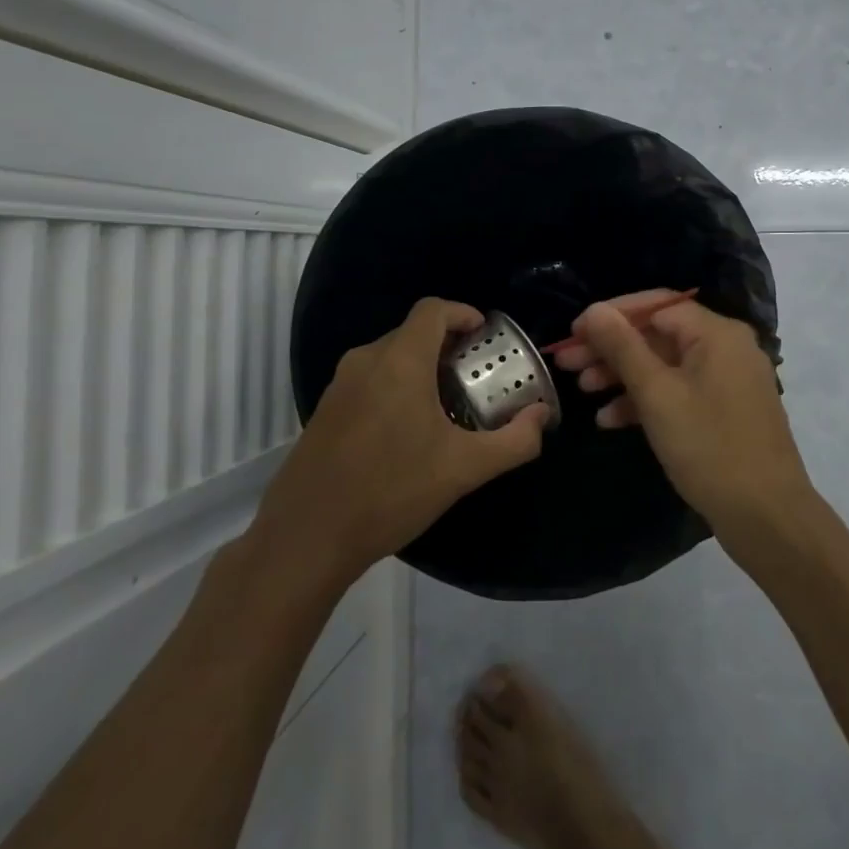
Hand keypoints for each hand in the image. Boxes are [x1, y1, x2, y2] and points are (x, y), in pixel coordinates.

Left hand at [257, 298, 549, 584]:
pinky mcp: (324, 411)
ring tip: (446, 403)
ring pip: (389, 357)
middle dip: (447, 345)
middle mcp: (365, 361)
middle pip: (412, 332)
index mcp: (400, 361)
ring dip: (420, 367)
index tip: (485, 334)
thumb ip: (514, 441)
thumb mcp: (464, 469)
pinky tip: (407, 431)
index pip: (433, 310)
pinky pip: (369, 380)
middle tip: (474, 375)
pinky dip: (395, 386)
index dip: (463, 313)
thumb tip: (542, 416)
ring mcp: (339, 386)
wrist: (306, 538)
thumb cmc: (391, 491)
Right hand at [558, 295, 812, 536]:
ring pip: (666, 366)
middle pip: (659, 335)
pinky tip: (610, 420)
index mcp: (717, 333)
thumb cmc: (709, 447)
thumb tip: (594, 310)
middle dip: (611, 348)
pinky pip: (679, 393)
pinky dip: (647, 401)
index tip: (574, 332)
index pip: (656, 305)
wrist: (767, 517)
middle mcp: (726, 348)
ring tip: (583, 390)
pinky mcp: (724, 412)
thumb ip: (623, 348)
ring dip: (623, 376)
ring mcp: (727, 382)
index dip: (612, 315)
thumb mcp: (657, 395)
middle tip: (567, 362)